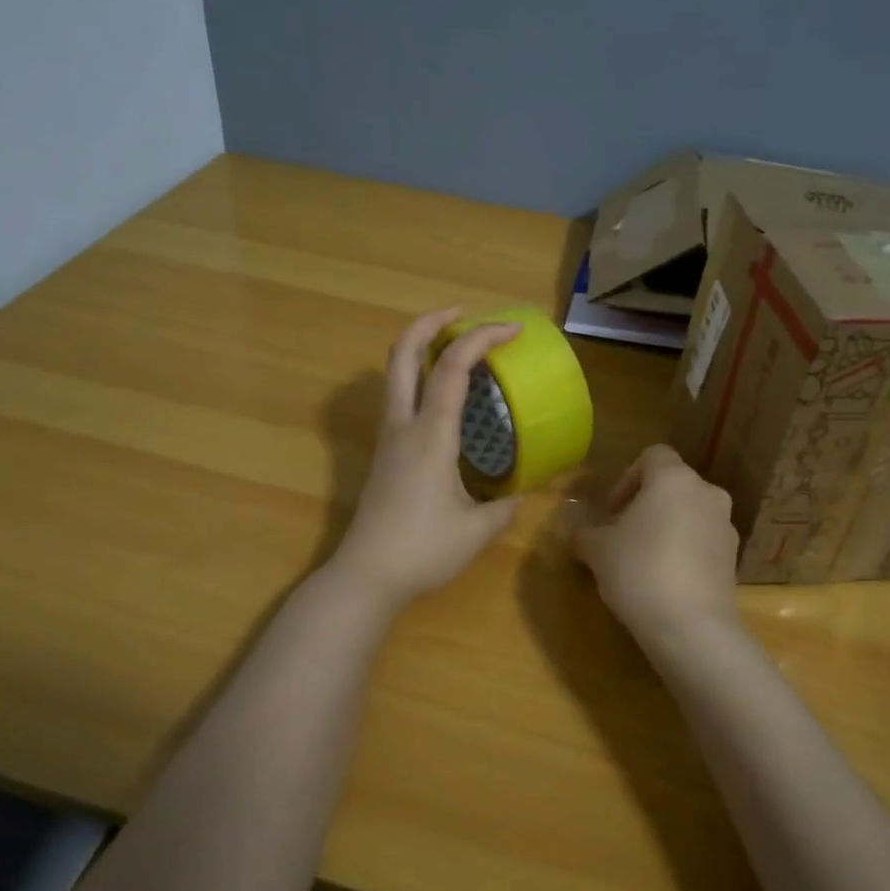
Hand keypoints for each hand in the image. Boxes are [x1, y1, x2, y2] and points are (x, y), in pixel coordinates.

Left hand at [332, 308, 523, 609]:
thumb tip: (524, 494)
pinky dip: (419, 377)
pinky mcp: (383, 452)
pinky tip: (444, 398)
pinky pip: (398, 396)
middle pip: (402, 352)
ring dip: (420, 346)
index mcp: (430, 434)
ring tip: (455, 348)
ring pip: (394, 372)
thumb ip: (505, 508)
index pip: (452, 367)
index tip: (513, 330)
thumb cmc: (421, 551)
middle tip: (463, 314)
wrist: (365, 576)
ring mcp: (387, 437)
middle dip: (430, 321)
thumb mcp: (476, 531)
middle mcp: (403, 425)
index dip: (482, 337)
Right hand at [574, 444, 740, 644]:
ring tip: (643, 559)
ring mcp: (726, 526)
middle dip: (647, 505)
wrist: (691, 626)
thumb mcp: (597, 550)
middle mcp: (706, 493)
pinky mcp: (734, 559)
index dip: (627, 478)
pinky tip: (665, 580)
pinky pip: (704, 542)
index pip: (652, 456)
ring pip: (691, 514)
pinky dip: (685, 550)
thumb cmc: (638, 571)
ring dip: (668, 527)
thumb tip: (580, 535)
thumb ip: (586, 534)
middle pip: (673, 486)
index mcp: (673, 479)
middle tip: (622, 534)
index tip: (612, 510)